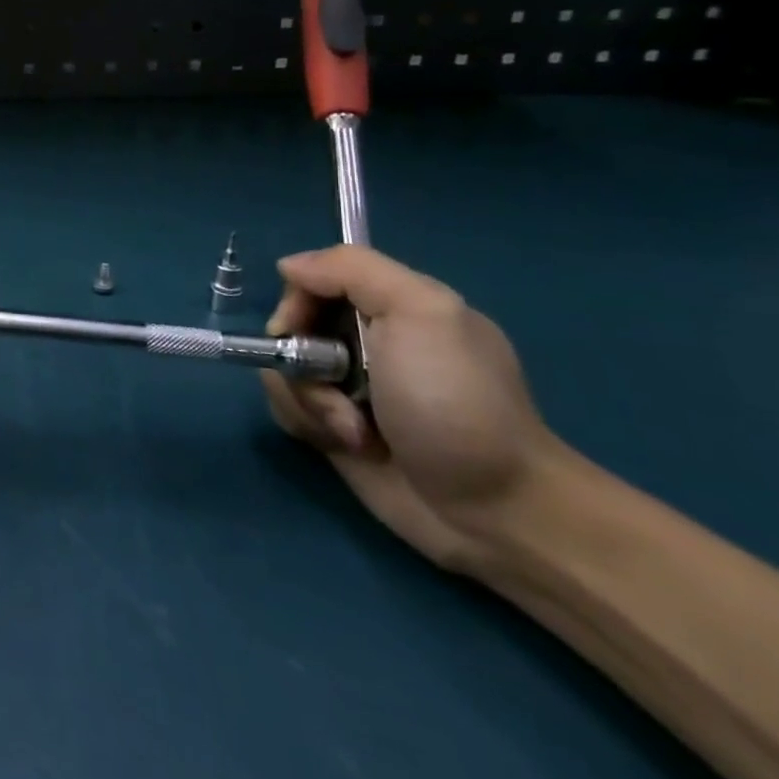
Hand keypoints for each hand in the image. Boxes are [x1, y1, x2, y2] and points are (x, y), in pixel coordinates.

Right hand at [261, 245, 566, 571]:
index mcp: (393, 307)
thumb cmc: (457, 404)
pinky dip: (305, 423)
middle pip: (291, 326)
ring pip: (282, 369)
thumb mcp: (421, 313)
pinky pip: (288, 408)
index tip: (300, 327)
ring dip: (306, 399)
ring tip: (353, 431)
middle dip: (298, 356)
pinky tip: (345, 444)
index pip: (315, 278)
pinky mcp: (335, 428)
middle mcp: (367, 341)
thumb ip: (352, 270)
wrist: (496, 512)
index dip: (298, 300)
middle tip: (336, 384)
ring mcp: (349, 388)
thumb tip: (288, 266)